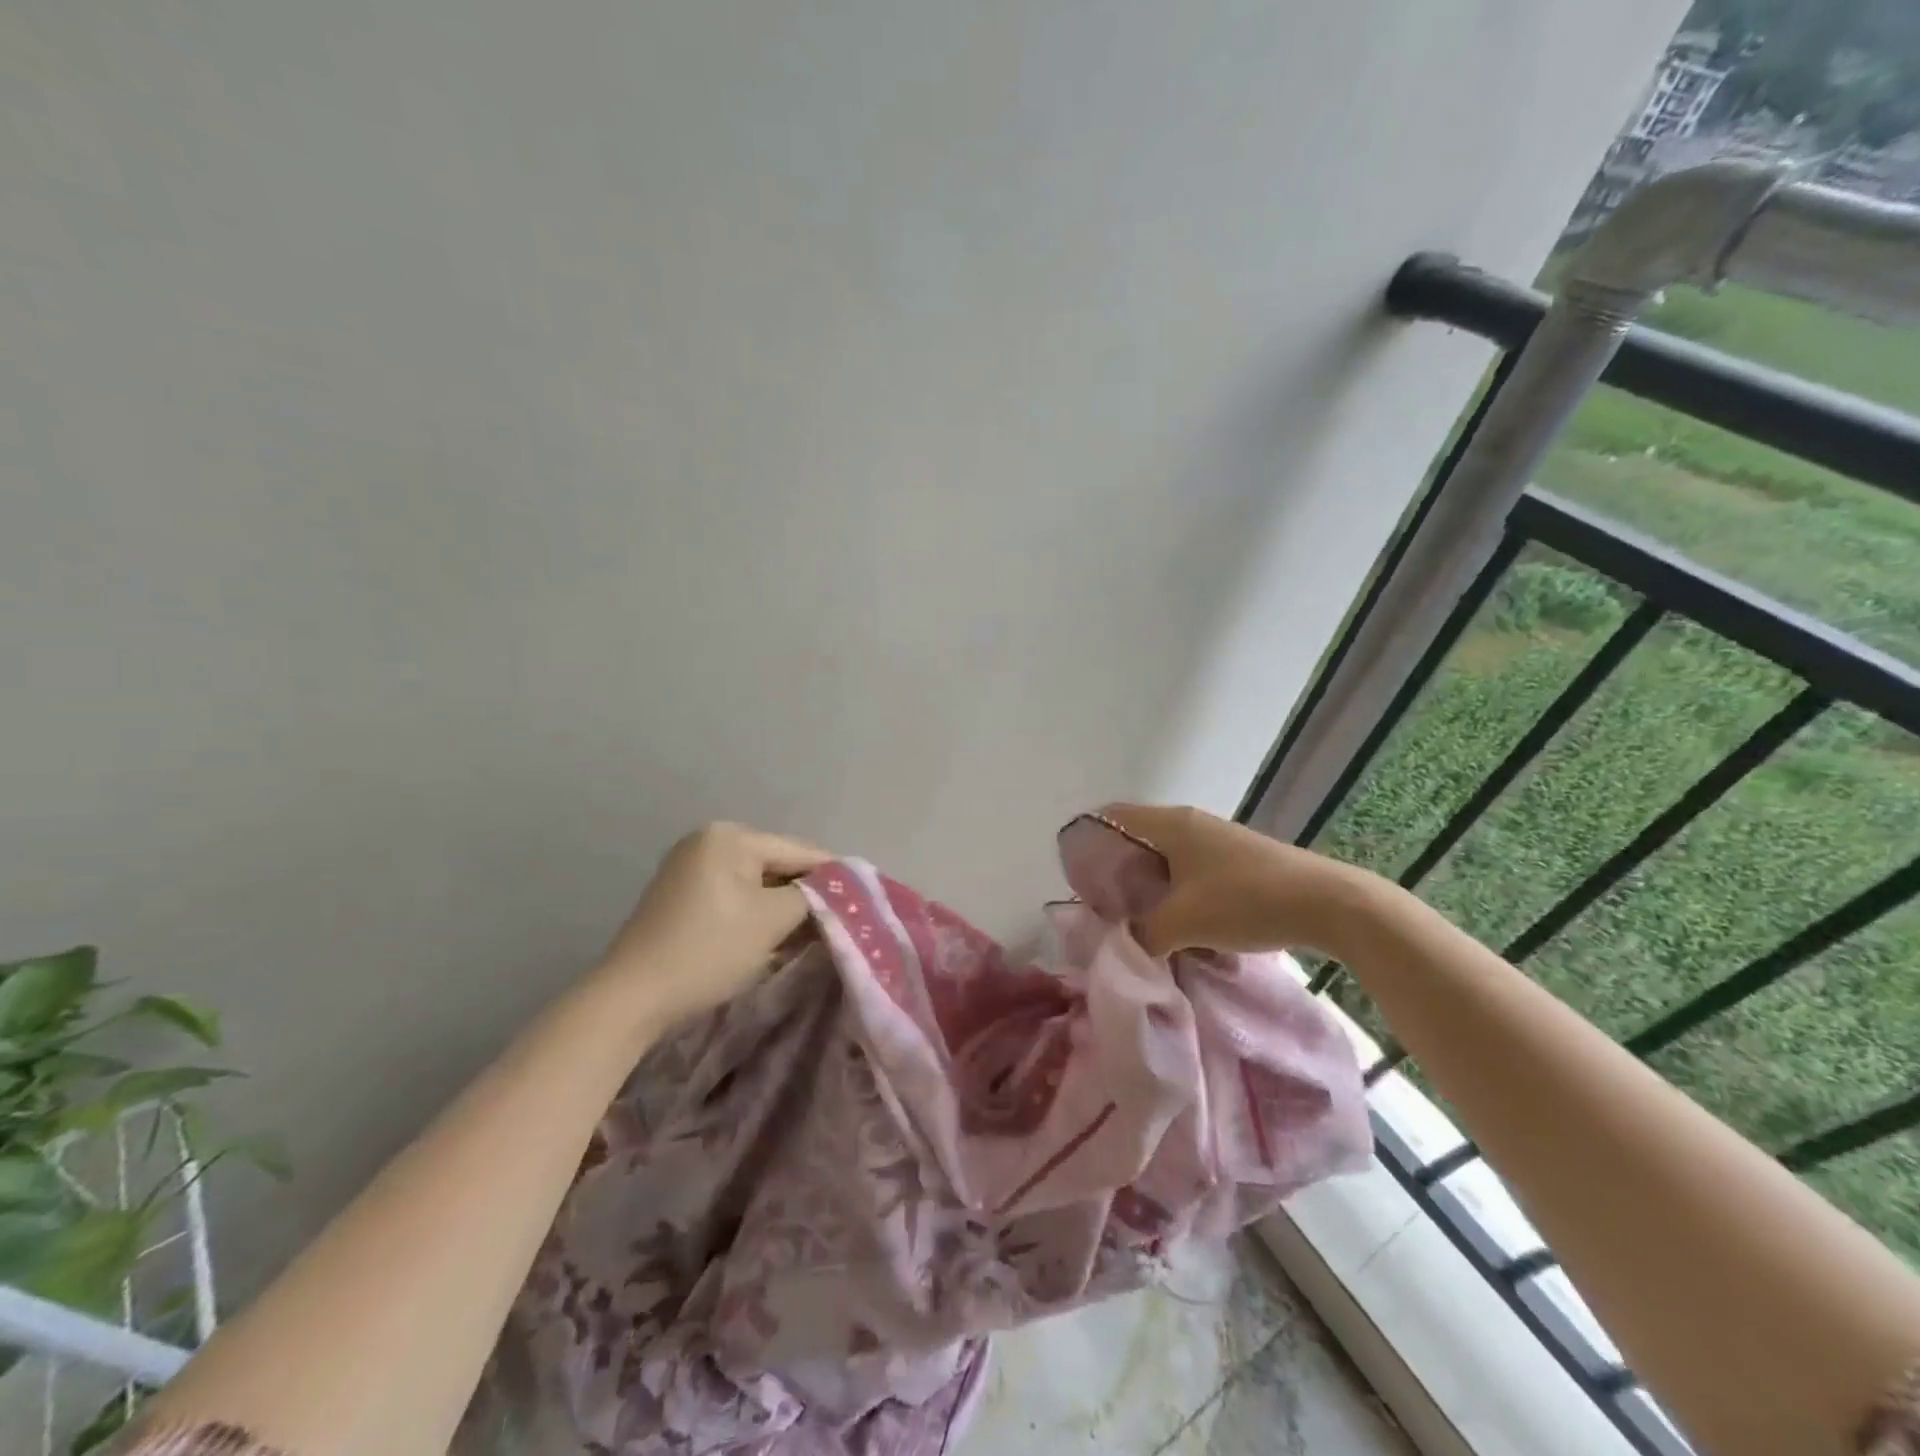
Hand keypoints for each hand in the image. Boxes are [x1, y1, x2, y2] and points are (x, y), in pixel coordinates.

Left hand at [591, 821, 831, 1031]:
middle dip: (806, 894)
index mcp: (729, 837)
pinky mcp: (682, 895)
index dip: (834, 876)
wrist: (631, 998)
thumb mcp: (771, 921)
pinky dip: (757, 914)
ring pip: (758, 883)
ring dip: (783, 907)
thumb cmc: (708, 951)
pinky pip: (735, 896)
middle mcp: (708, 841)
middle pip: (778, 864)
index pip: (799, 850)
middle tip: (838, 922)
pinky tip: (775, 937)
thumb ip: (813, 897)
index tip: (865, 899)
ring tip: (812, 933)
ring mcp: (690, 867)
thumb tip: (839, 889)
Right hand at [1099, 803, 1367, 957]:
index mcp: (1170, 824)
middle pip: (1135, 838)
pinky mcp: (1236, 860)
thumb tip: (1119, 947)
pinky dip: (1173, 890)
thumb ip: (1142, 934)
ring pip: (1164, 856)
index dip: (1088, 842)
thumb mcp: (1184, 922)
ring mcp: (1216, 840)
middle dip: (1115, 870)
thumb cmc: (1246, 900)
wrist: (1328, 903)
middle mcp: (1190, 824)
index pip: (1111, 817)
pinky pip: (1188, 868)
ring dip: (1147, 884)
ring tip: (1136, 918)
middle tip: (1103, 906)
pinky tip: (1177, 921)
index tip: (1078, 879)